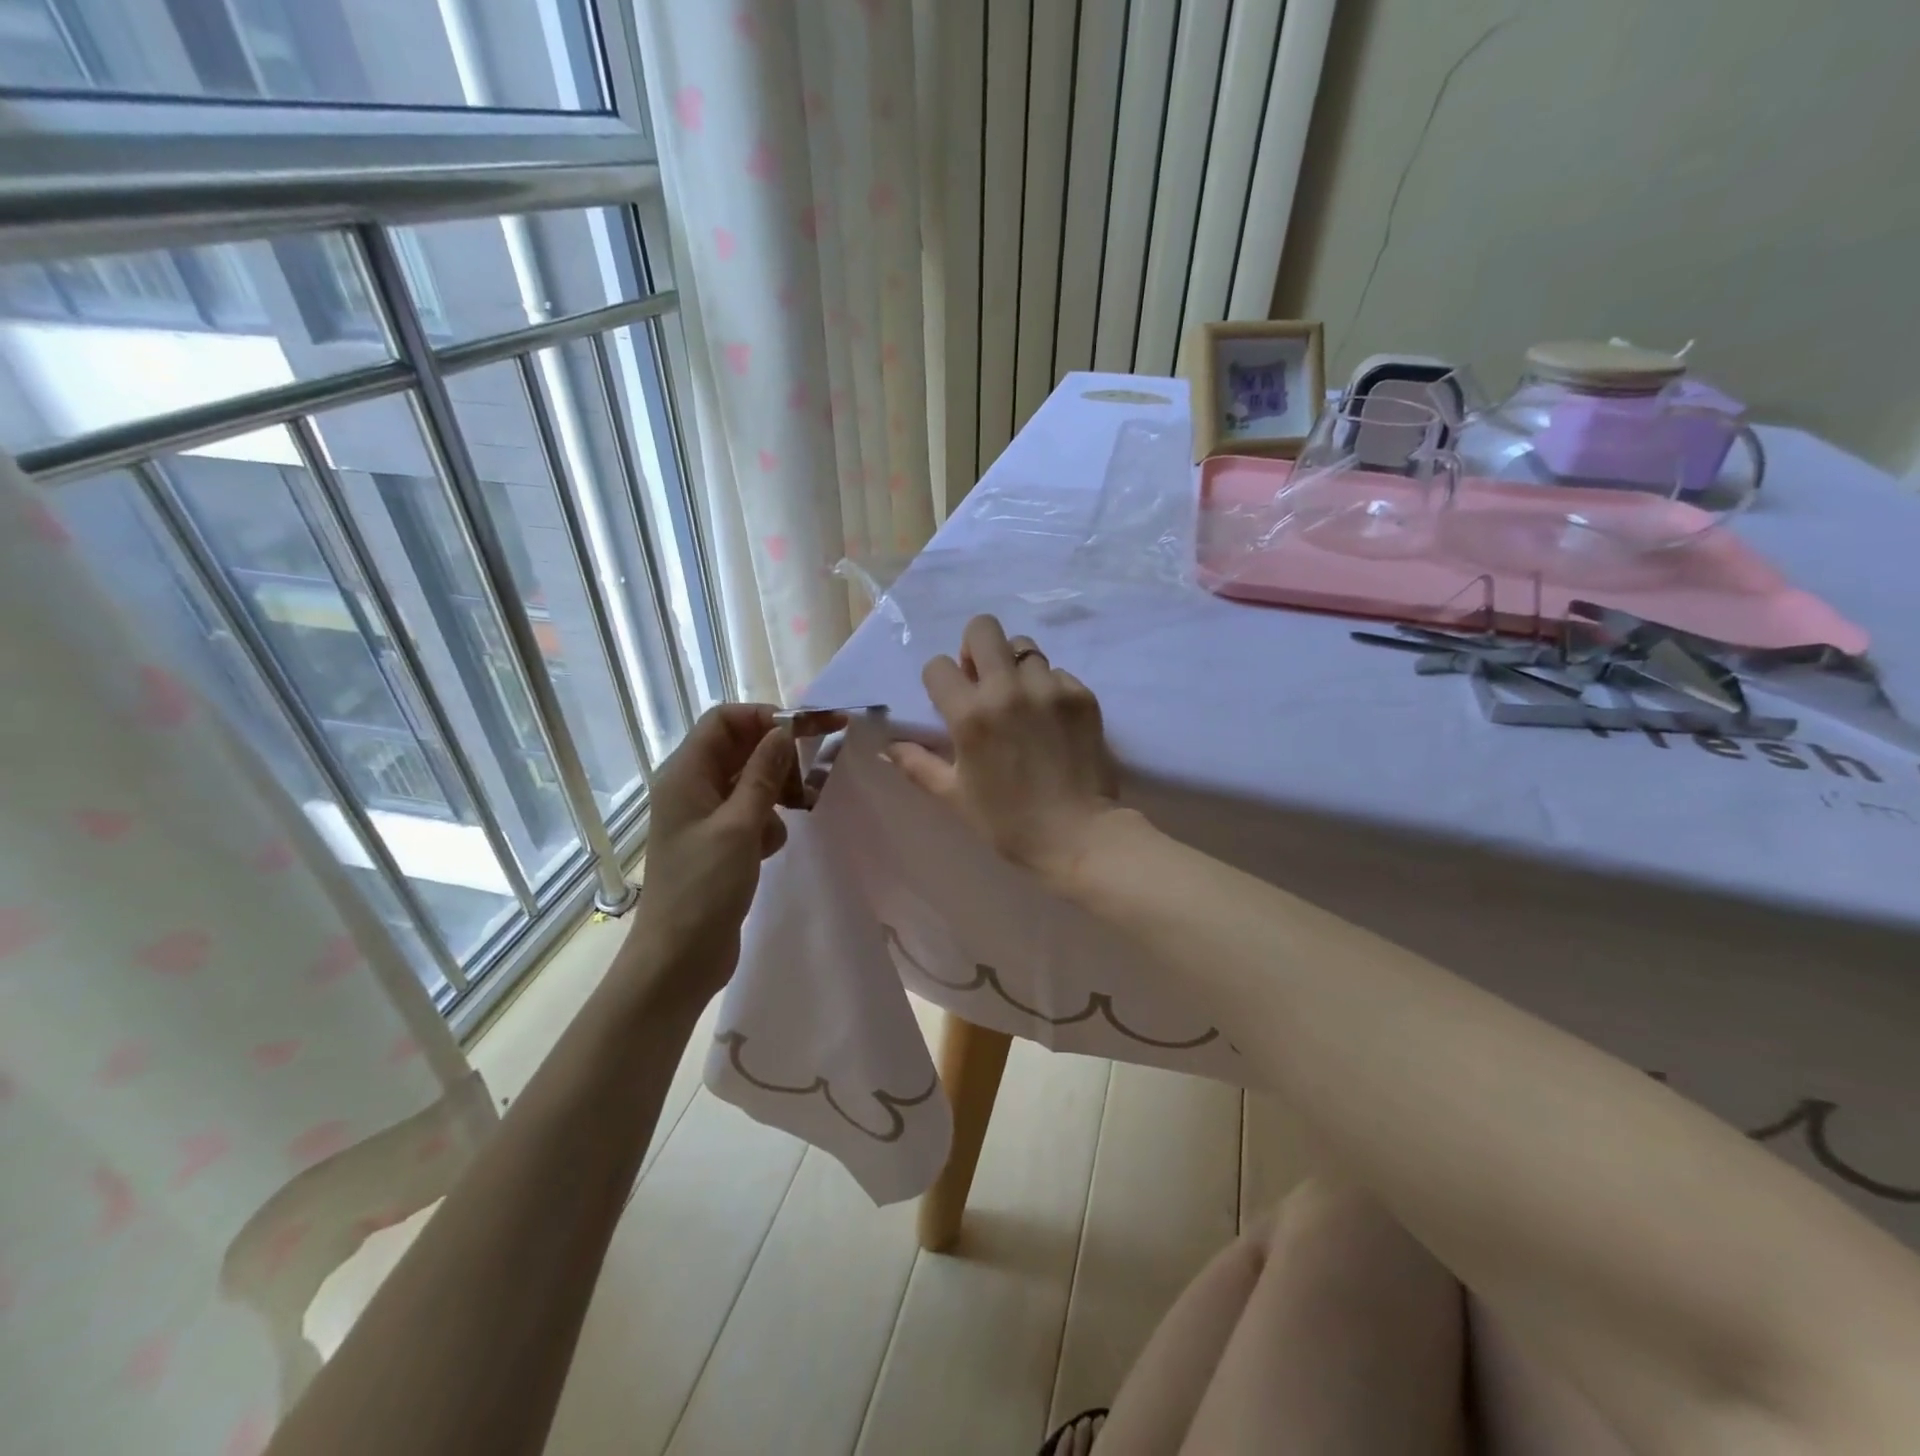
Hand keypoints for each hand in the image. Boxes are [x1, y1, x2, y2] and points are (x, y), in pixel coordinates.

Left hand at [628, 704, 824, 1005]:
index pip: (724, 720)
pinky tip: (771, 847)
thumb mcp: (740, 826)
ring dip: (776, 790)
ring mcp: (705, 817)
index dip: (765, 717)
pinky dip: (768, 822)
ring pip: (750, 782)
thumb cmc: (704, 888)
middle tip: (816, 772)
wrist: (678, 959)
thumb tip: (784, 731)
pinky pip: (750, 813)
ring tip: (798, 811)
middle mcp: (692, 787)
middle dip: (778, 756)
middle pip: (740, 748)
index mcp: (686, 774)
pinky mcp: (719, 843)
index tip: (807, 730)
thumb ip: (763, 774)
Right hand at [888, 615, 1121, 887]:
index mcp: (970, 714)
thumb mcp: (954, 796)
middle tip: (982, 679)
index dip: (939, 682)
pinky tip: (1050, 719)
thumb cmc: (1008, 822)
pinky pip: (1057, 672)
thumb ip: (917, 764)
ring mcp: (1049, 688)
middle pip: (983, 628)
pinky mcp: (1081, 694)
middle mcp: (1008, 689)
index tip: (949, 702)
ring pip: (1024, 647)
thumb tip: (886, 747)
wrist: (1078, 836)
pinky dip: (1048, 688)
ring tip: (1020, 700)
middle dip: (975, 648)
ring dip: (1014, 667)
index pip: (938, 666)